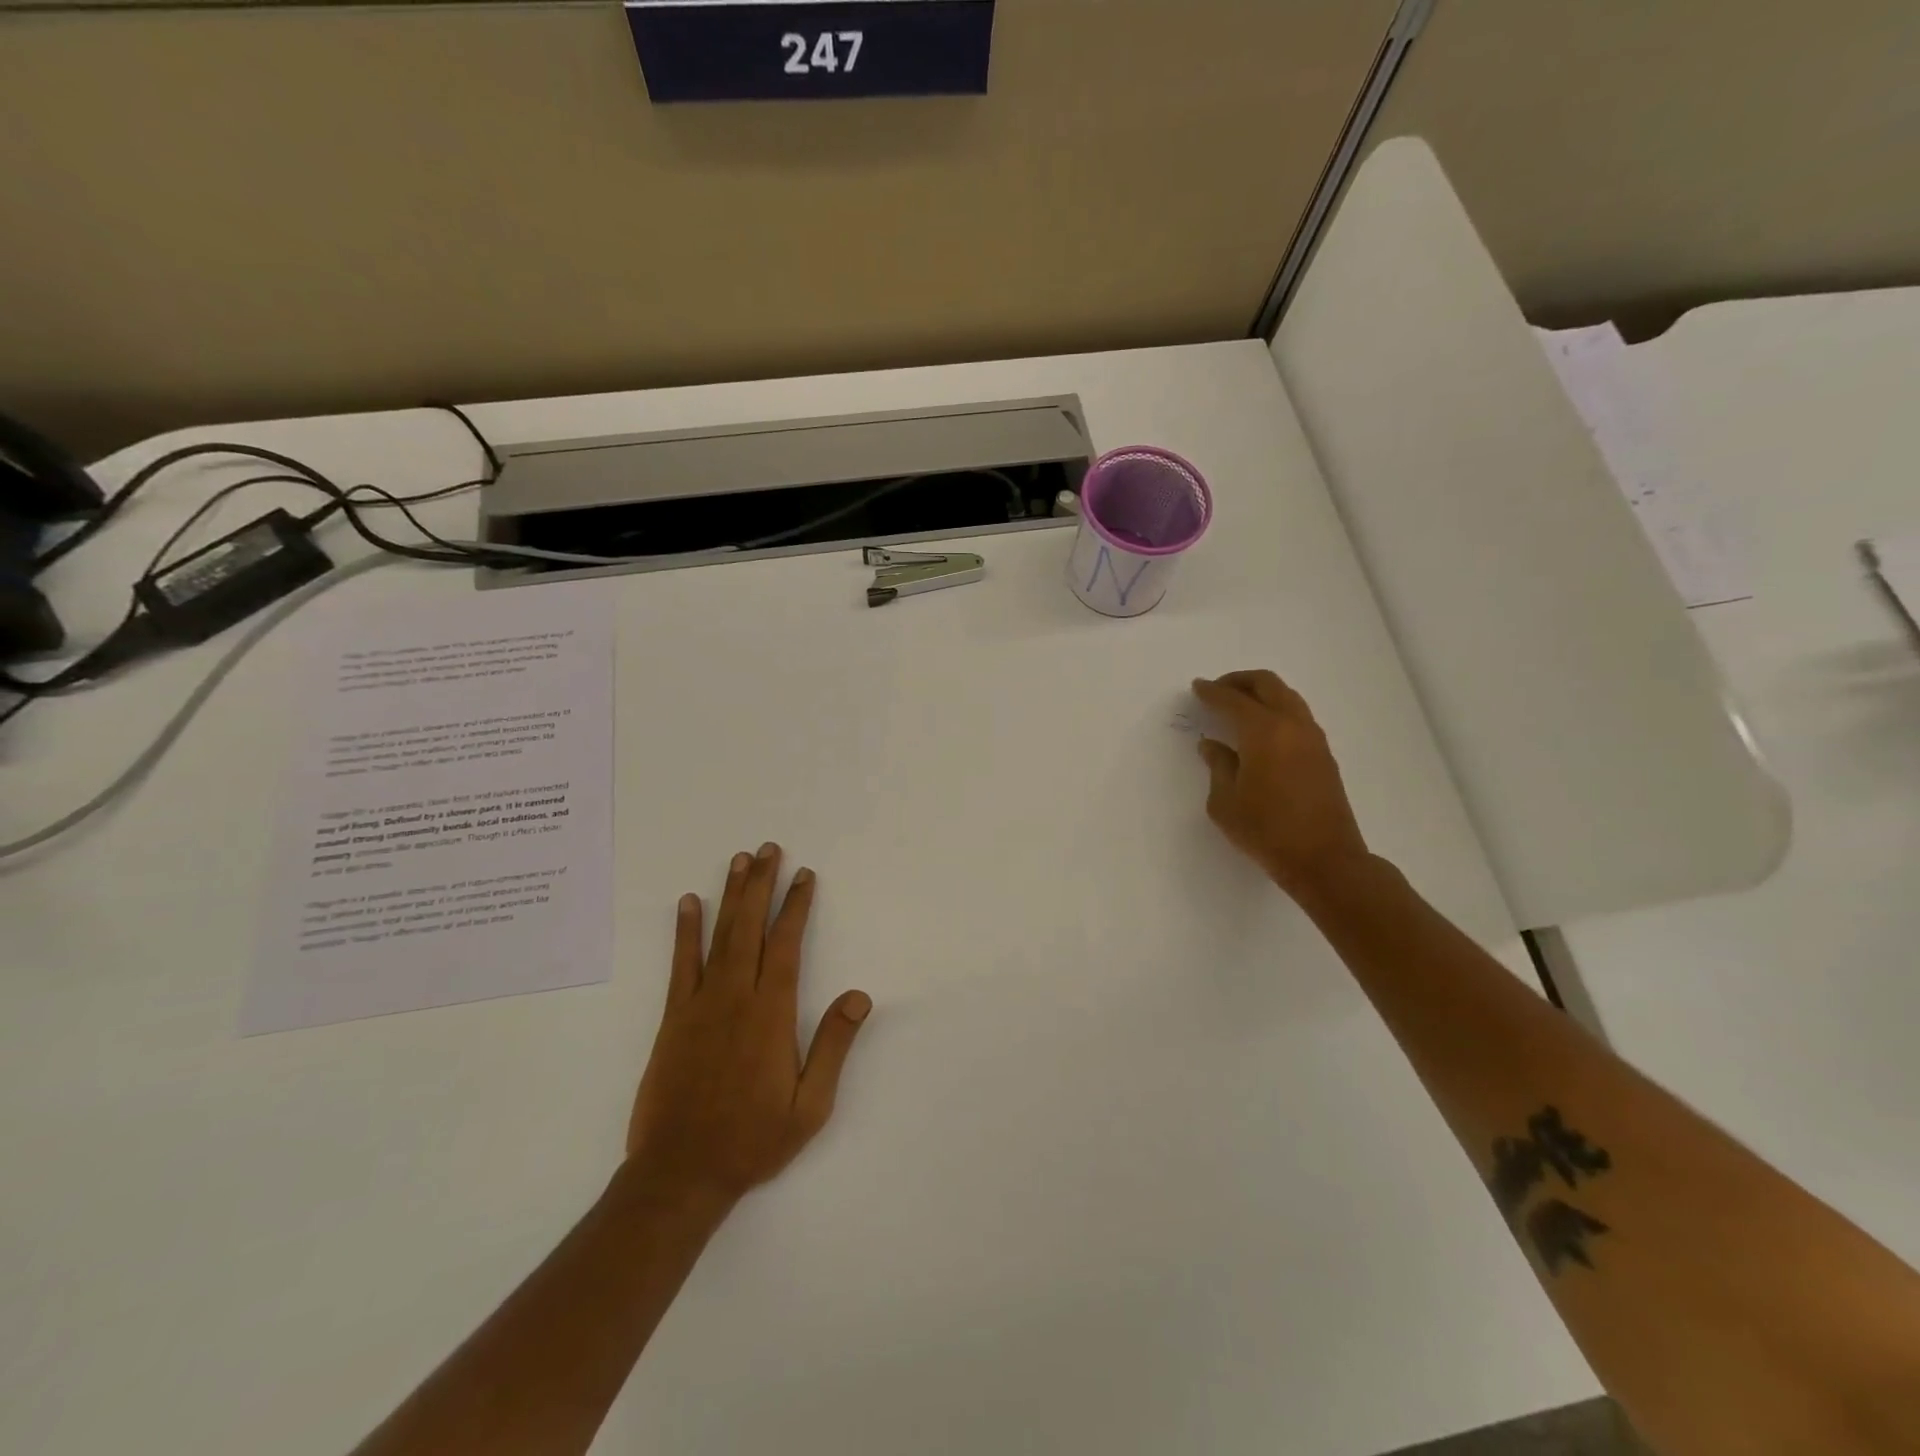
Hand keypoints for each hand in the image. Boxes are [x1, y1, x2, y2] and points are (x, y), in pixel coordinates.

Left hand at [627, 844, 871, 1205]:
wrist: (680, 1173)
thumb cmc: (753, 1140)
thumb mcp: (810, 1105)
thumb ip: (833, 1046)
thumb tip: (859, 996)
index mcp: (771, 1013)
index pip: (787, 944)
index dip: (796, 906)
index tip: (804, 876)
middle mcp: (736, 996)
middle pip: (751, 927)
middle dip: (762, 885)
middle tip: (768, 849)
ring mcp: (700, 1004)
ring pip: (720, 936)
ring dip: (730, 895)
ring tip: (738, 861)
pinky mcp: (674, 1018)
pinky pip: (681, 964)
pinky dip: (686, 931)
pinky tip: (688, 903)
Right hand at [1192, 671, 1371, 899]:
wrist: (1324, 859)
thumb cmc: (1266, 830)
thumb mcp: (1225, 802)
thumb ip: (1218, 766)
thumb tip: (1212, 746)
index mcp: (1264, 732)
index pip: (1233, 700)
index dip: (1212, 692)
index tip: (1197, 687)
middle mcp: (1292, 726)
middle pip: (1267, 684)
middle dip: (1240, 681)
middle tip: (1218, 689)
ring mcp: (1313, 739)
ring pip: (1287, 697)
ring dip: (1261, 694)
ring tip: (1239, 706)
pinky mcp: (1323, 755)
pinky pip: (1297, 716)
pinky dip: (1276, 710)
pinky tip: (1261, 730)